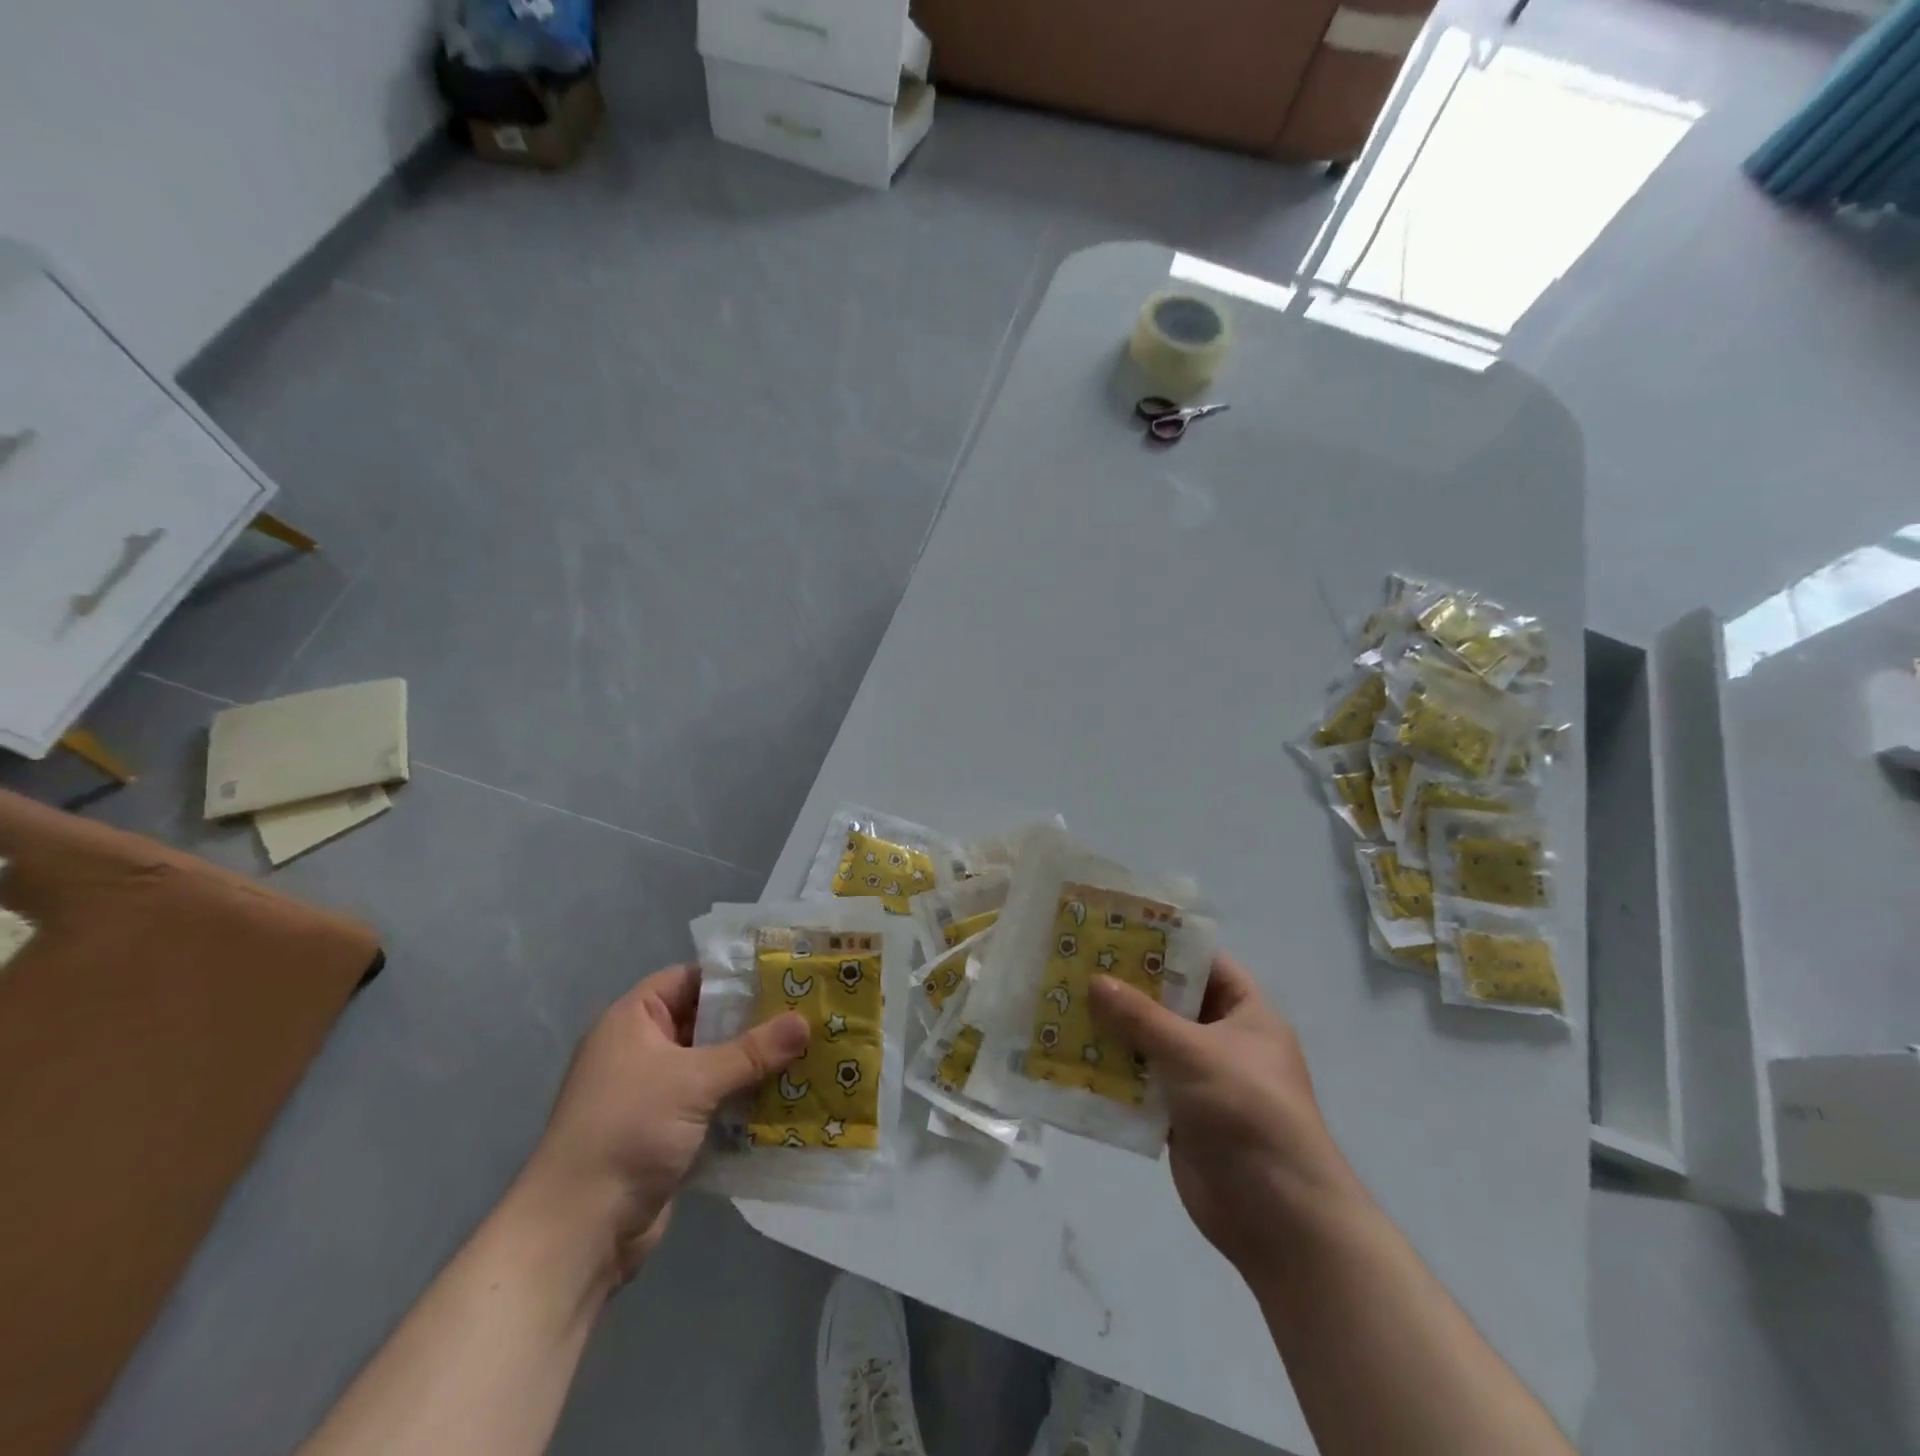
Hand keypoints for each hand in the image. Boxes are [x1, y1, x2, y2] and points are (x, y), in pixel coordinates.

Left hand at [518, 964, 808, 1282]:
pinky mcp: (666, 1134)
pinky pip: (712, 1105)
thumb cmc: (628, 1131)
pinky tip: (786, 1099)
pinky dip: (742, 1103)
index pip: (689, 979)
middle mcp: (641, 1050)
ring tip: (807, 1053)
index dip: (732, 976)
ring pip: (713, 1066)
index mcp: (633, 1020)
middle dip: (753, 1023)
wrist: (579, 1232)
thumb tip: (805, 1021)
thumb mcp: (695, 1081)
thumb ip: (752, 1051)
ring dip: (752, 1066)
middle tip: (806, 1014)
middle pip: (706, 1023)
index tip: (782, 976)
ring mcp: (653, 1095)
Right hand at [1090, 952, 1363, 1275]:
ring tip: (1064, 1005)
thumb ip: (1140, 1017)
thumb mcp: (1193, 1052)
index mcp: (1246, 1013)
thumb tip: (1094, 980)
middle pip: (1170, 1003)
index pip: (1203, 963)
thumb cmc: (1247, 1111)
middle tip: (1078, 965)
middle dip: (1127, 989)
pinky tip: (1072, 1058)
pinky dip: (1113, 1073)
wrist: (1278, 1216)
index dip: (1164, 946)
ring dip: (1113, 1031)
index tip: (1115, 931)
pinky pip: (1141, 1083)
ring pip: (1150, 1043)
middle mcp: (1224, 1041)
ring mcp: (1201, 1080)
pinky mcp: (1180, 1116)